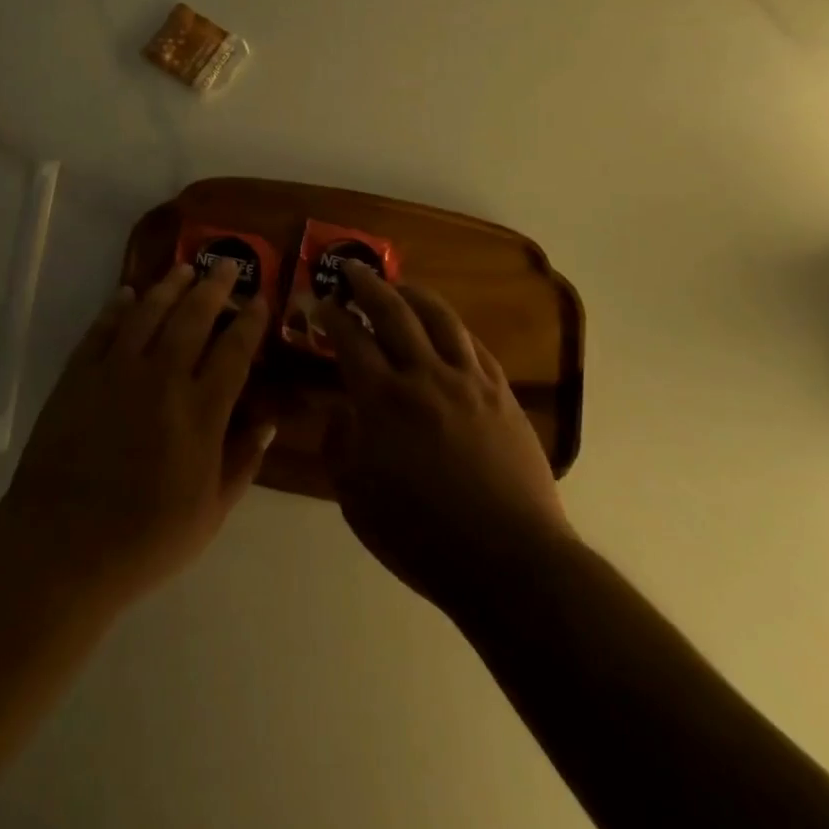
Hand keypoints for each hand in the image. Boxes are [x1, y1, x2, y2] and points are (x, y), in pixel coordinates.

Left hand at [0, 261, 275, 608]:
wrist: (60, 548)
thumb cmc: (144, 540)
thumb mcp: (210, 513)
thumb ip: (243, 461)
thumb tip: (269, 420)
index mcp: (201, 411)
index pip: (234, 351)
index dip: (250, 322)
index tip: (260, 299)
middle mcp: (162, 378)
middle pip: (193, 317)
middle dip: (214, 287)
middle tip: (225, 263)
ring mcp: (116, 371)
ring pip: (148, 313)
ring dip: (168, 286)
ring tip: (183, 268)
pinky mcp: (78, 375)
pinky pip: (102, 329)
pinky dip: (116, 307)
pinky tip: (127, 294)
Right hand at [319, 262, 570, 613]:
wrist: (509, 560)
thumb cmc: (422, 536)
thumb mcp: (356, 499)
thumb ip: (339, 446)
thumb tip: (339, 411)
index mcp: (383, 400)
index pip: (350, 338)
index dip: (330, 315)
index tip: (319, 302)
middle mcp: (424, 375)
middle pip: (393, 311)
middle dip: (367, 284)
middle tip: (352, 268)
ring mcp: (468, 380)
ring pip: (439, 317)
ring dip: (413, 293)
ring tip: (399, 284)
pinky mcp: (501, 392)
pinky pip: (473, 344)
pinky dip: (452, 326)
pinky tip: (445, 326)